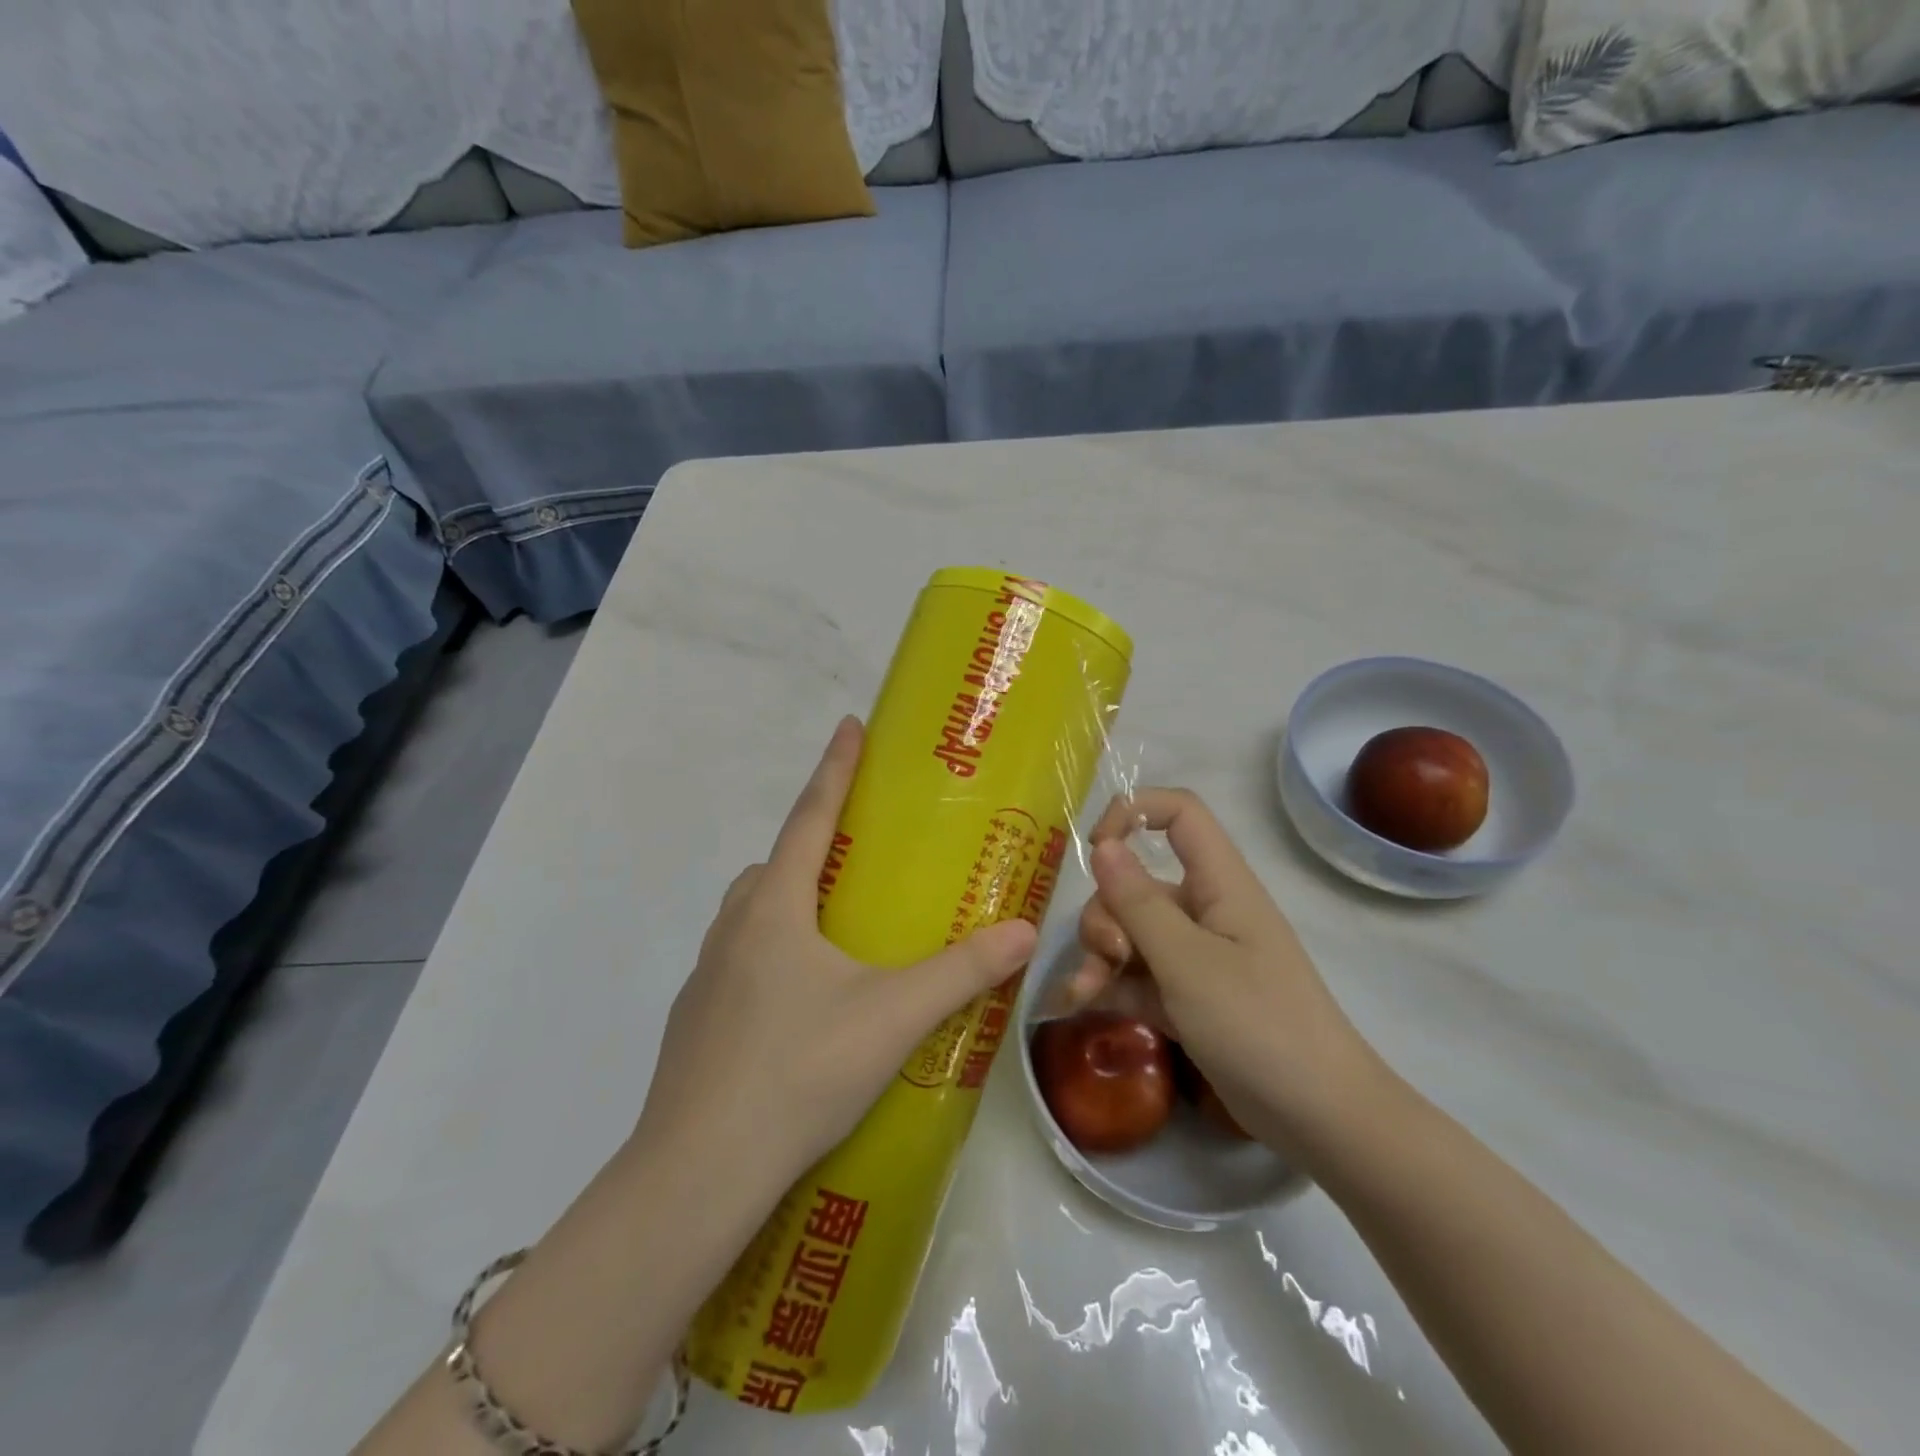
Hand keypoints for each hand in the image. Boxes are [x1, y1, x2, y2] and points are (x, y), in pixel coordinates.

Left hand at [636, 716, 1037, 1192]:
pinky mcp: (696, 1021)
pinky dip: (772, 956)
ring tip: (837, 936)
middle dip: (813, 847)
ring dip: (790, 904)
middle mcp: (734, 929)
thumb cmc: (799, 1070)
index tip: (850, 725)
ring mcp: (707, 977)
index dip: (834, 768)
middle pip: (775, 865)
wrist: (699, 1170)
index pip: (810, 817)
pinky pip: (740, 961)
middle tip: (857, 860)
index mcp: (775, 908)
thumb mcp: (893, 1016)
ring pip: (752, 914)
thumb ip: (962, 972)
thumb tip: (1025, 931)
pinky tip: (802, 1005)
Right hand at [1062, 788, 1378, 1157]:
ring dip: (1098, 955)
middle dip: (1106, 914)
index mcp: (1220, 884)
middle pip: (1137, 883)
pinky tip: (1080, 1006)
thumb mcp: (1188, 962)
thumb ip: (1138, 904)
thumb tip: (1102, 847)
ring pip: (1129, 932)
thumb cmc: (1259, 1025)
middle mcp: (1205, 910)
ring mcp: (1195, 956)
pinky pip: (1135, 975)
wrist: (1319, 1118)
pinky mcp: (1186, 996)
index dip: (1134, 813)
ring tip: (1084, 994)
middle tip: (1108, 957)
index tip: (1095, 848)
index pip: (1179, 814)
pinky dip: (1109, 985)